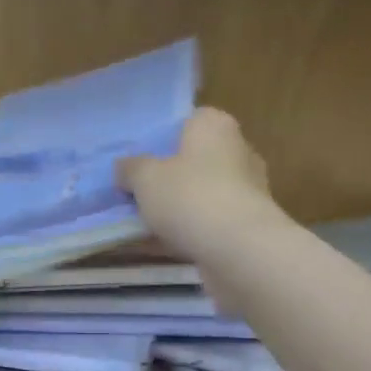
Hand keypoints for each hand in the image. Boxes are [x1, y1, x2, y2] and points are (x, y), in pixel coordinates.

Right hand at [120, 108, 281, 259]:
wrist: (238, 249)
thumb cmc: (189, 197)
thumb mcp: (144, 178)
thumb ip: (130, 168)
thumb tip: (124, 167)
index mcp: (214, 126)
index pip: (187, 121)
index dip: (161, 139)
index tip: (138, 160)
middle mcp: (237, 151)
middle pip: (193, 160)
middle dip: (167, 177)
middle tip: (136, 193)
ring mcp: (246, 190)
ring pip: (199, 194)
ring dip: (175, 208)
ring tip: (142, 224)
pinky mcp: (246, 224)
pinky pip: (207, 222)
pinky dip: (186, 231)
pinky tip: (158, 246)